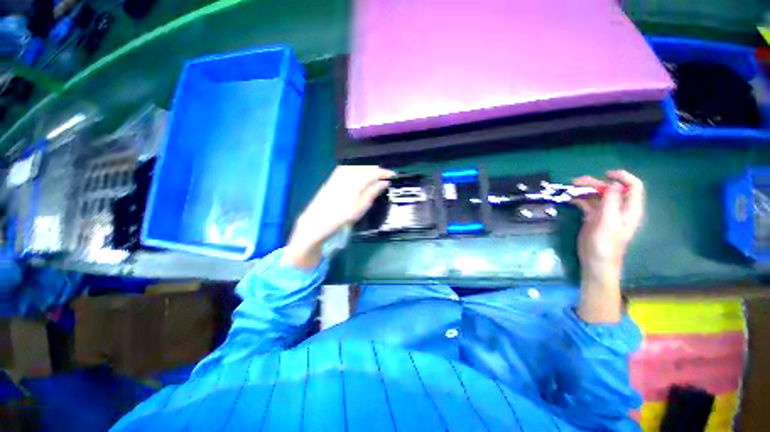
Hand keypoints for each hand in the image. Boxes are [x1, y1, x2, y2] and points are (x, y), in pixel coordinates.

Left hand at [283, 166, 394, 268]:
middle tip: (386, 177)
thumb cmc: (339, 218)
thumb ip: (372, 192)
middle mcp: (345, 174)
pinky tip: (361, 176)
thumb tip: (385, 182)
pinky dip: (358, 170)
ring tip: (376, 177)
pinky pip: (349, 169)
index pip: (373, 172)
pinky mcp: (332, 178)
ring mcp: (337, 175)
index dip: (384, 173)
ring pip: (357, 167)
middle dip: (377, 171)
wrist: (315, 223)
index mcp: (354, 181)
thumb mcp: (359, 208)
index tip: (393, 175)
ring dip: (368, 170)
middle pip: (365, 167)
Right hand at [572, 170, 643, 321]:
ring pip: (598, 196)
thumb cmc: (605, 245)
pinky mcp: (593, 219)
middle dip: (596, 183)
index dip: (622, 177)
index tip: (606, 174)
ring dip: (585, 190)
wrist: (595, 263)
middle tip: (576, 182)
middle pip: (611, 189)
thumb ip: (611, 202)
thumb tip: (613, 184)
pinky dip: (579, 200)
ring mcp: (605, 214)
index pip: (633, 187)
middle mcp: (618, 209)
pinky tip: (569, 199)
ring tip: (570, 188)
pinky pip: (587, 204)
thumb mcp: (608, 223)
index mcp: (629, 209)